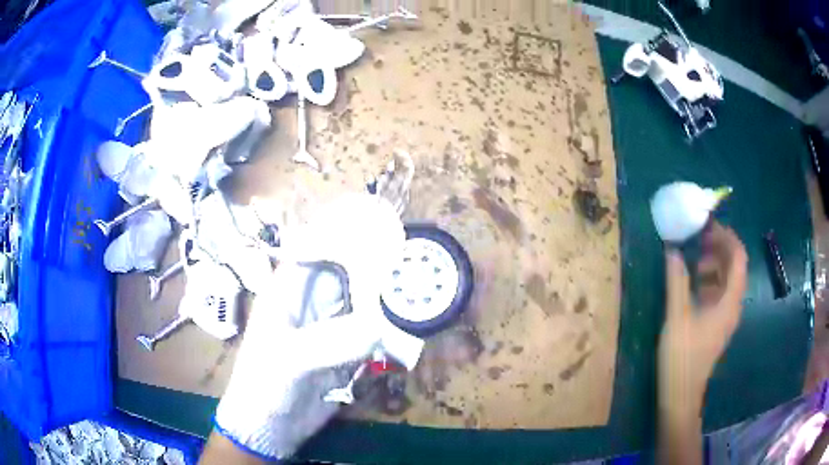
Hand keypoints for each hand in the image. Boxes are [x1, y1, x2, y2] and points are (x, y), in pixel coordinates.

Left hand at [212, 194, 404, 460]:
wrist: (271, 427)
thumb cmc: (265, 384)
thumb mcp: (290, 360)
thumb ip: (333, 341)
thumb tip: (382, 327)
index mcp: (290, 289)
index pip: (319, 246)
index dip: (347, 231)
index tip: (382, 222)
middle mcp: (313, 301)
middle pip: (349, 270)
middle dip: (377, 261)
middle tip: (414, 255)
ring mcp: (332, 326)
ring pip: (364, 300)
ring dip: (388, 294)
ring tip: (422, 285)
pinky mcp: (347, 350)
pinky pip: (372, 330)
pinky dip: (391, 326)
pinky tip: (412, 323)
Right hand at [659, 222, 747, 418]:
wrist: (681, 395)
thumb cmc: (682, 356)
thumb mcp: (677, 316)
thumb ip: (677, 281)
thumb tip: (672, 250)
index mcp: (729, 301)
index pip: (738, 258)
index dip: (727, 237)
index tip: (708, 226)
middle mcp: (733, 306)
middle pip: (735, 267)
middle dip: (719, 248)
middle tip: (698, 239)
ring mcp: (726, 317)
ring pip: (727, 281)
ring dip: (714, 264)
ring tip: (693, 261)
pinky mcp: (717, 325)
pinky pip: (720, 294)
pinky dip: (709, 282)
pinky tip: (692, 285)